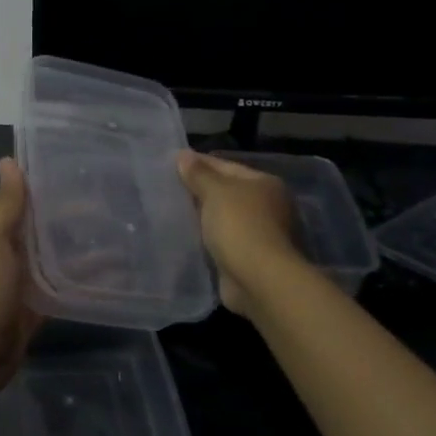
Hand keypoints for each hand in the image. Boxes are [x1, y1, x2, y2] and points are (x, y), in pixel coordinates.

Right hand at [177, 151, 304, 315]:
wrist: (259, 280)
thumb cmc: (240, 225)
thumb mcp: (215, 192)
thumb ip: (198, 174)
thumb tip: (183, 155)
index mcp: (265, 184)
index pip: (226, 166)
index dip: (198, 164)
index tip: (171, 164)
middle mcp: (268, 206)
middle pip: (227, 193)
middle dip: (200, 191)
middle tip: (167, 189)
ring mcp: (261, 235)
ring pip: (224, 219)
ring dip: (203, 218)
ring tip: (171, 213)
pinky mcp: (250, 259)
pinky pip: (222, 242)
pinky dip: (207, 240)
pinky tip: (186, 237)